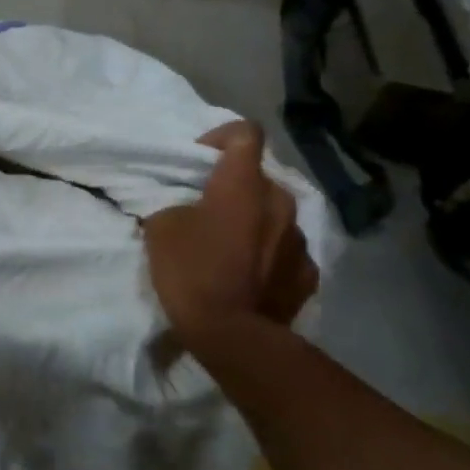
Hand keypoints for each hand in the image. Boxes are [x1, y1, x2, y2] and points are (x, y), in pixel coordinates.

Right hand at [144, 121, 317, 353]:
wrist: (232, 336)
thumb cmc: (192, 271)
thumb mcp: (161, 228)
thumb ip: (178, 204)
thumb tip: (189, 207)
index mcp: (244, 184)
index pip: (245, 133)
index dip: (221, 137)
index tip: (200, 160)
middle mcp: (280, 202)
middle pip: (259, 178)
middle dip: (235, 187)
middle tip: (206, 210)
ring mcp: (300, 239)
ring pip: (275, 215)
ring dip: (254, 222)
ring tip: (229, 248)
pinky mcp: (308, 273)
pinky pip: (286, 251)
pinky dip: (268, 255)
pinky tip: (249, 276)